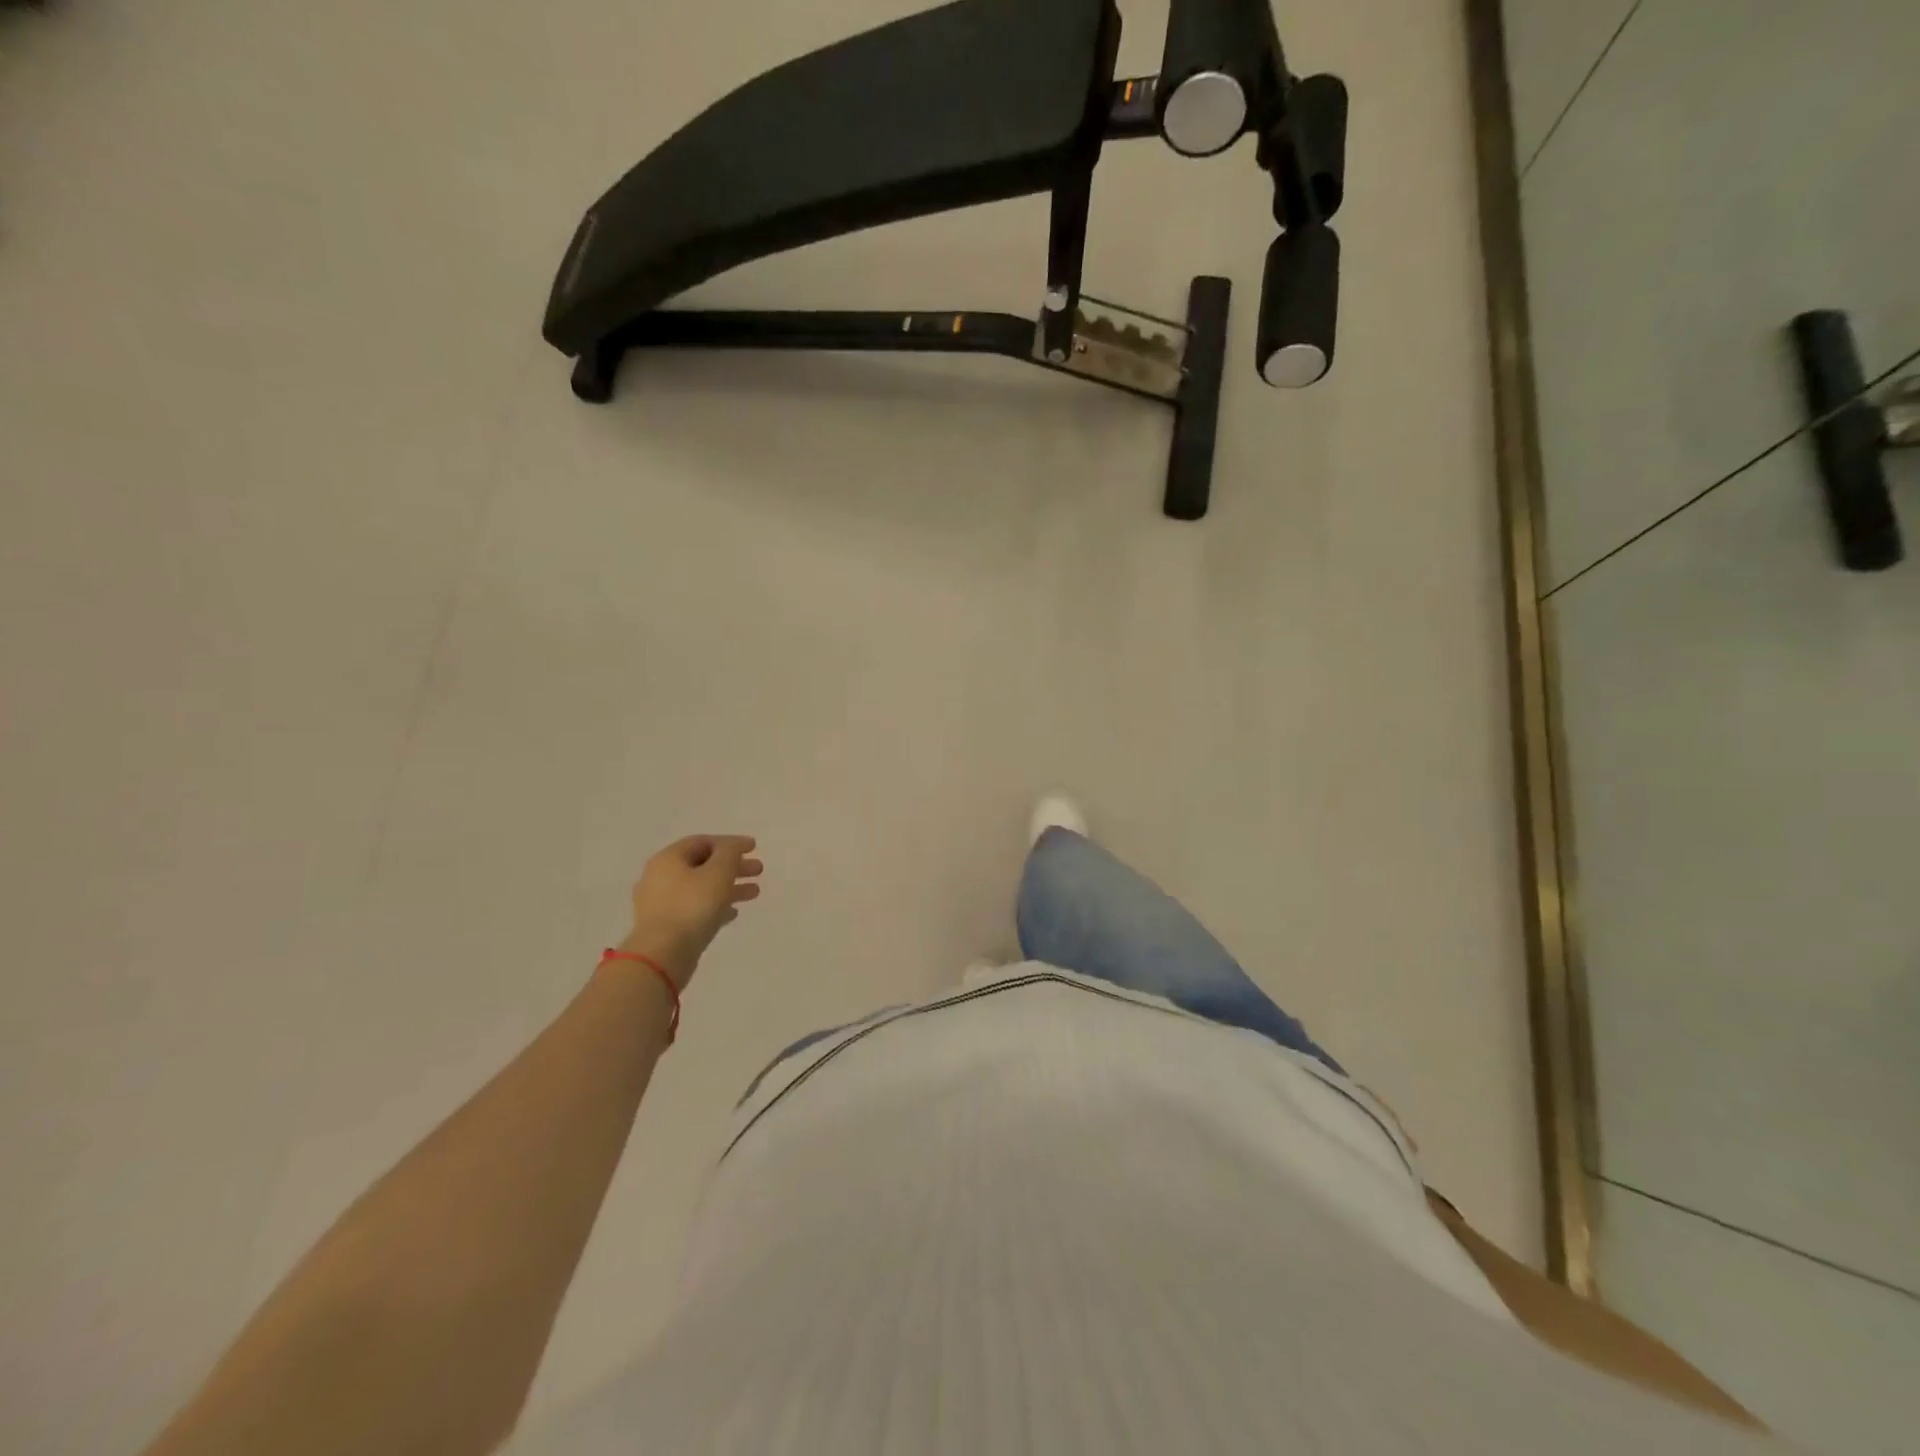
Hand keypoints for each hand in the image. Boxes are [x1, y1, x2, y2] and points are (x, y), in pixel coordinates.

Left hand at [620, 835, 762, 987]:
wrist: (663, 954)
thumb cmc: (693, 906)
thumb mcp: (719, 871)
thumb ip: (730, 852)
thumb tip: (734, 845)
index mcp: (668, 859)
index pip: (702, 841)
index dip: (730, 842)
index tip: (754, 848)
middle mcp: (659, 877)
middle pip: (702, 865)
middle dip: (733, 866)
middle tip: (758, 871)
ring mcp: (660, 904)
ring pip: (700, 888)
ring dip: (728, 887)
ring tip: (754, 893)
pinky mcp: (665, 927)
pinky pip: (694, 909)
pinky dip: (715, 906)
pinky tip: (733, 913)